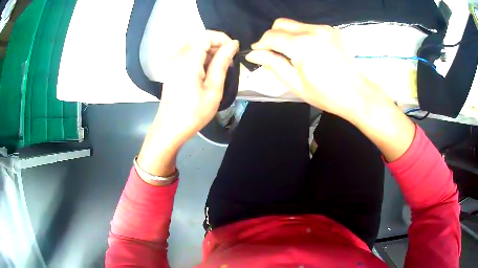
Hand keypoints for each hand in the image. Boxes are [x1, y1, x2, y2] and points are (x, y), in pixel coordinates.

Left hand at [157, 31, 239, 145]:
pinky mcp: (172, 68)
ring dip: (210, 52)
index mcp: (188, 58)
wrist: (170, 128)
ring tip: (221, 69)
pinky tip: (208, 72)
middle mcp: (178, 55)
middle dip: (217, 45)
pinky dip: (201, 58)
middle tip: (229, 62)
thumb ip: (222, 62)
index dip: (222, 39)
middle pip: (200, 38)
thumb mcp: (213, 88)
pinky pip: (189, 54)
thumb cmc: (193, 112)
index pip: (207, 35)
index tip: (233, 51)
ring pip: (195, 46)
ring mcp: (173, 62)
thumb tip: (233, 44)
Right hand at [245, 18, 382, 119]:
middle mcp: (312, 31)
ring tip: (293, 54)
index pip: (271, 36)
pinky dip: (302, 36)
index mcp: (302, 45)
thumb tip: (253, 54)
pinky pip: (308, 27)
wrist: (358, 94)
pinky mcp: (332, 30)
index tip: (257, 53)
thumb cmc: (326, 95)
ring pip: (294, 24)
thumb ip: (273, 64)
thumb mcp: (295, 84)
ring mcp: (324, 29)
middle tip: (275, 53)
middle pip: (281, 23)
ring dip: (287, 36)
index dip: (261, 44)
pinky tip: (308, 51)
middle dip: (272, 36)